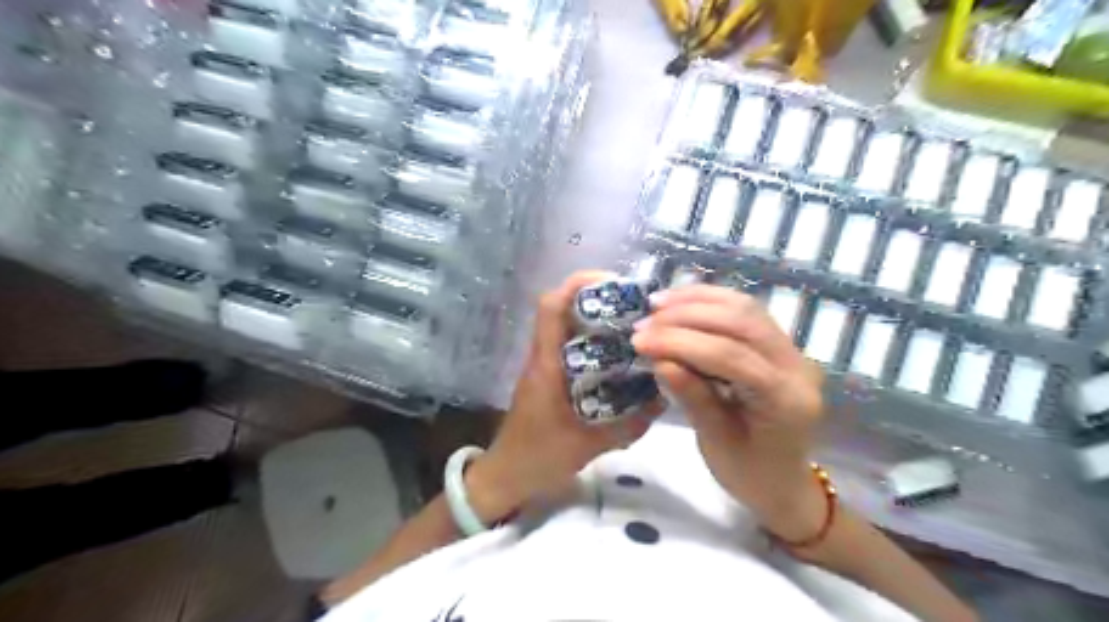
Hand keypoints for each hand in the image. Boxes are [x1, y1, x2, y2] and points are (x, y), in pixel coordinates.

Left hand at [465, 270, 660, 522]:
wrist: (506, 476)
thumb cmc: (539, 457)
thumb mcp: (588, 445)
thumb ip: (628, 426)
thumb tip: (664, 400)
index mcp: (546, 364)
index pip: (551, 307)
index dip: (578, 284)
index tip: (614, 283)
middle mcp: (542, 356)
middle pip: (561, 308)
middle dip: (596, 298)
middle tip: (635, 307)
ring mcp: (543, 365)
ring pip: (566, 326)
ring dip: (595, 318)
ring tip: (633, 326)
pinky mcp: (547, 377)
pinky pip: (570, 346)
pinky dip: (593, 342)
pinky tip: (619, 357)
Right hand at [627, 283, 826, 541]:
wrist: (784, 482)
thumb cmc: (749, 474)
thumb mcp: (716, 443)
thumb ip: (692, 397)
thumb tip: (660, 359)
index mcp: (786, 400)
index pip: (731, 356)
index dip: (681, 343)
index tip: (639, 341)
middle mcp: (797, 366)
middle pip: (741, 322)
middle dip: (686, 317)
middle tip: (644, 324)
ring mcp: (792, 350)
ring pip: (744, 307)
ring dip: (696, 301)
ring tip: (656, 305)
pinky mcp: (780, 343)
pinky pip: (745, 310)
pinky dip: (709, 301)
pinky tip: (680, 302)